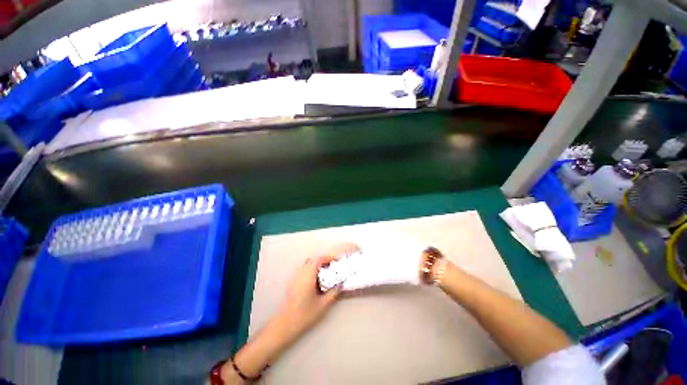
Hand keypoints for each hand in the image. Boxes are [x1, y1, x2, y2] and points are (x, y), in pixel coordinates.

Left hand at [276, 255, 341, 340]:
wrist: (284, 325)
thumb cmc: (304, 315)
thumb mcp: (322, 305)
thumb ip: (333, 293)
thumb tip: (340, 284)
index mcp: (308, 276)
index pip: (318, 260)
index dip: (328, 258)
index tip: (336, 260)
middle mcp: (301, 274)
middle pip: (312, 260)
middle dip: (323, 261)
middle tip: (331, 267)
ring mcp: (295, 278)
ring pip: (306, 264)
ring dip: (316, 265)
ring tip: (324, 273)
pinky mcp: (292, 283)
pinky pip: (302, 270)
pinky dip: (310, 270)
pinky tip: (315, 281)